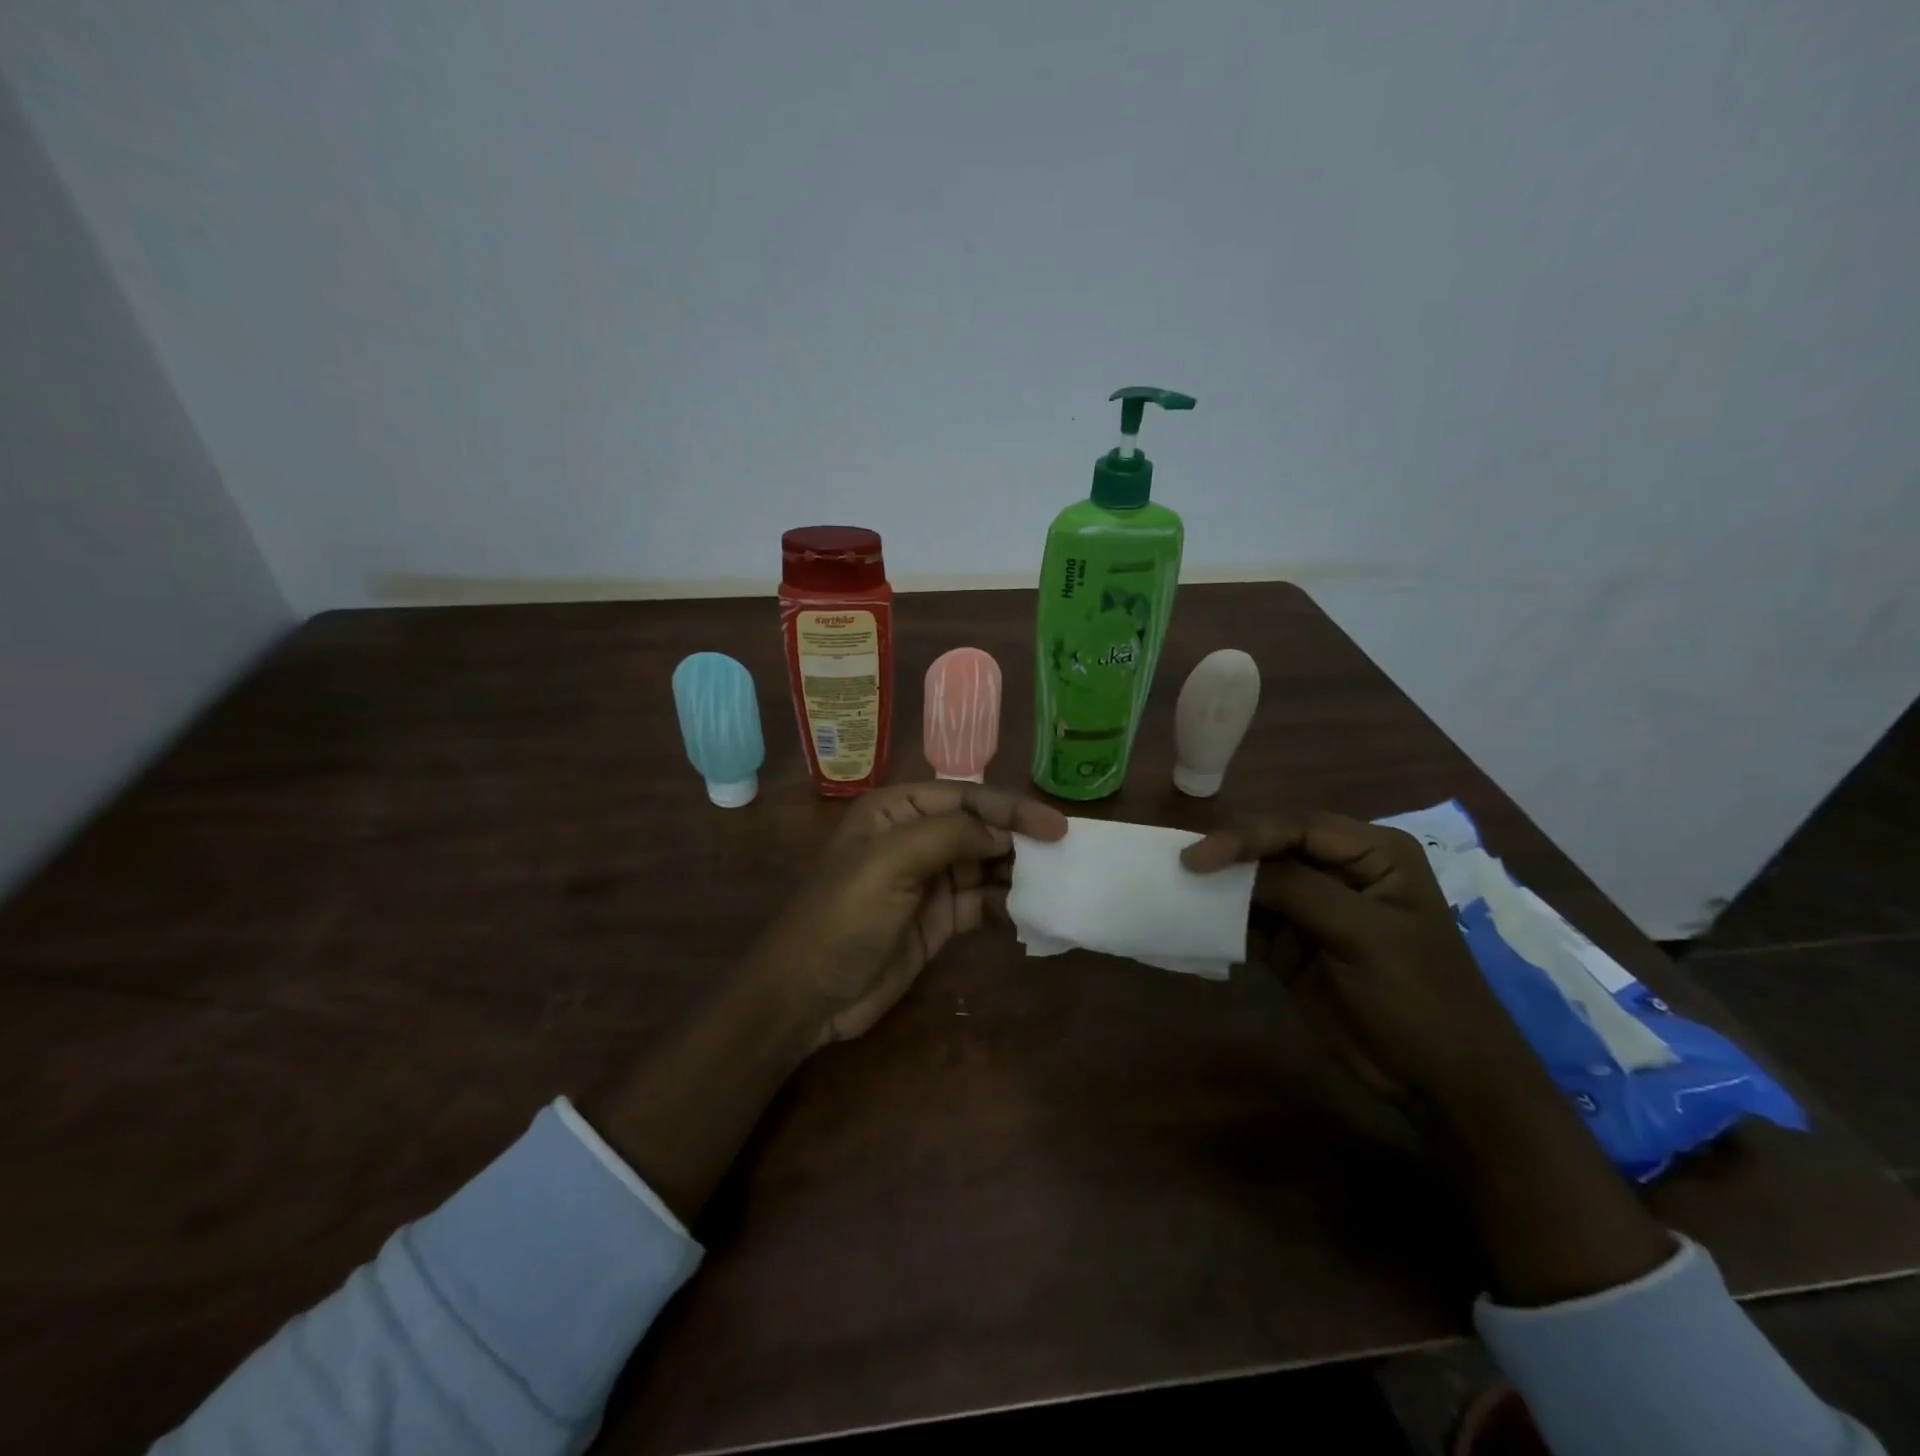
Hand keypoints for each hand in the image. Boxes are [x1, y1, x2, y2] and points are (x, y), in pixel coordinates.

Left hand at [753, 781, 1068, 1044]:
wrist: (809, 993)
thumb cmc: (843, 915)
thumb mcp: (891, 862)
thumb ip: (949, 835)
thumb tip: (1002, 833)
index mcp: (898, 810)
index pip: (966, 797)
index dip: (1011, 809)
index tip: (1055, 828)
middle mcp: (916, 838)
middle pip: (980, 829)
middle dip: (1019, 840)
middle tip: (1065, 856)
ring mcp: (928, 881)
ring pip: (985, 865)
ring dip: (1018, 872)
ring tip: (1057, 883)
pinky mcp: (938, 920)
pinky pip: (982, 903)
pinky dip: (1007, 905)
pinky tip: (1032, 912)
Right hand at [1184, 810, 1674, 1305]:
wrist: (1442, 1083)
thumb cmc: (1418, 997)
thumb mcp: (1363, 935)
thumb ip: (1296, 890)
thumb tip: (1225, 863)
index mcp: (1372, 852)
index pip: (1296, 827)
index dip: (1244, 836)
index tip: (1196, 857)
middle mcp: (1340, 869)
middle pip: (1270, 847)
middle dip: (1227, 854)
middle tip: (1178, 865)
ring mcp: (1314, 907)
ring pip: (1254, 881)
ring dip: (1218, 885)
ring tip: (1174, 885)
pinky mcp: (1292, 943)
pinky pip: (1248, 918)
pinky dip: (1221, 917)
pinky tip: (1191, 916)